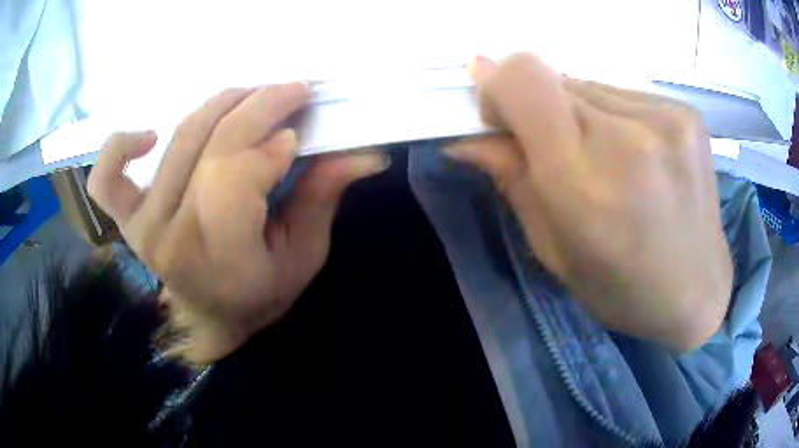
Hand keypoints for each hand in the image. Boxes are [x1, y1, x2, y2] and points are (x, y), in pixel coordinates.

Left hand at [88, 84, 387, 363]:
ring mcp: (141, 225)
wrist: (207, 317)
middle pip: (211, 147)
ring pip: (178, 140)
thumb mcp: (303, 258)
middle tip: (292, 91)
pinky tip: (150, 134)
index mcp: (219, 259)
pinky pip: (106, 177)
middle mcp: (171, 237)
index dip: (269, 146)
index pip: (233, 180)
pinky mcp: (125, 218)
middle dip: (259, 106)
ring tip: (251, 97)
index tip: (299, 133)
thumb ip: (322, 199)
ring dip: (220, 106)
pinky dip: (120, 146)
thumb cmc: (259, 294)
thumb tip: (363, 153)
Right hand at [446, 54, 731, 350]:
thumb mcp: (554, 251)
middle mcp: (629, 140)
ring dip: (579, 113)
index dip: (498, 85)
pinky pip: (624, 94)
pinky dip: (614, 116)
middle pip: (553, 79)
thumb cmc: (622, 289)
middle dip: (538, 109)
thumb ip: (511, 181)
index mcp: (585, 185)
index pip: (523, 81)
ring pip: (589, 85)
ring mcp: (665, 119)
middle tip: (556, 151)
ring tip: (608, 161)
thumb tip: (469, 137)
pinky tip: (637, 155)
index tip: (499, 115)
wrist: (697, 291)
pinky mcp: (686, 112)